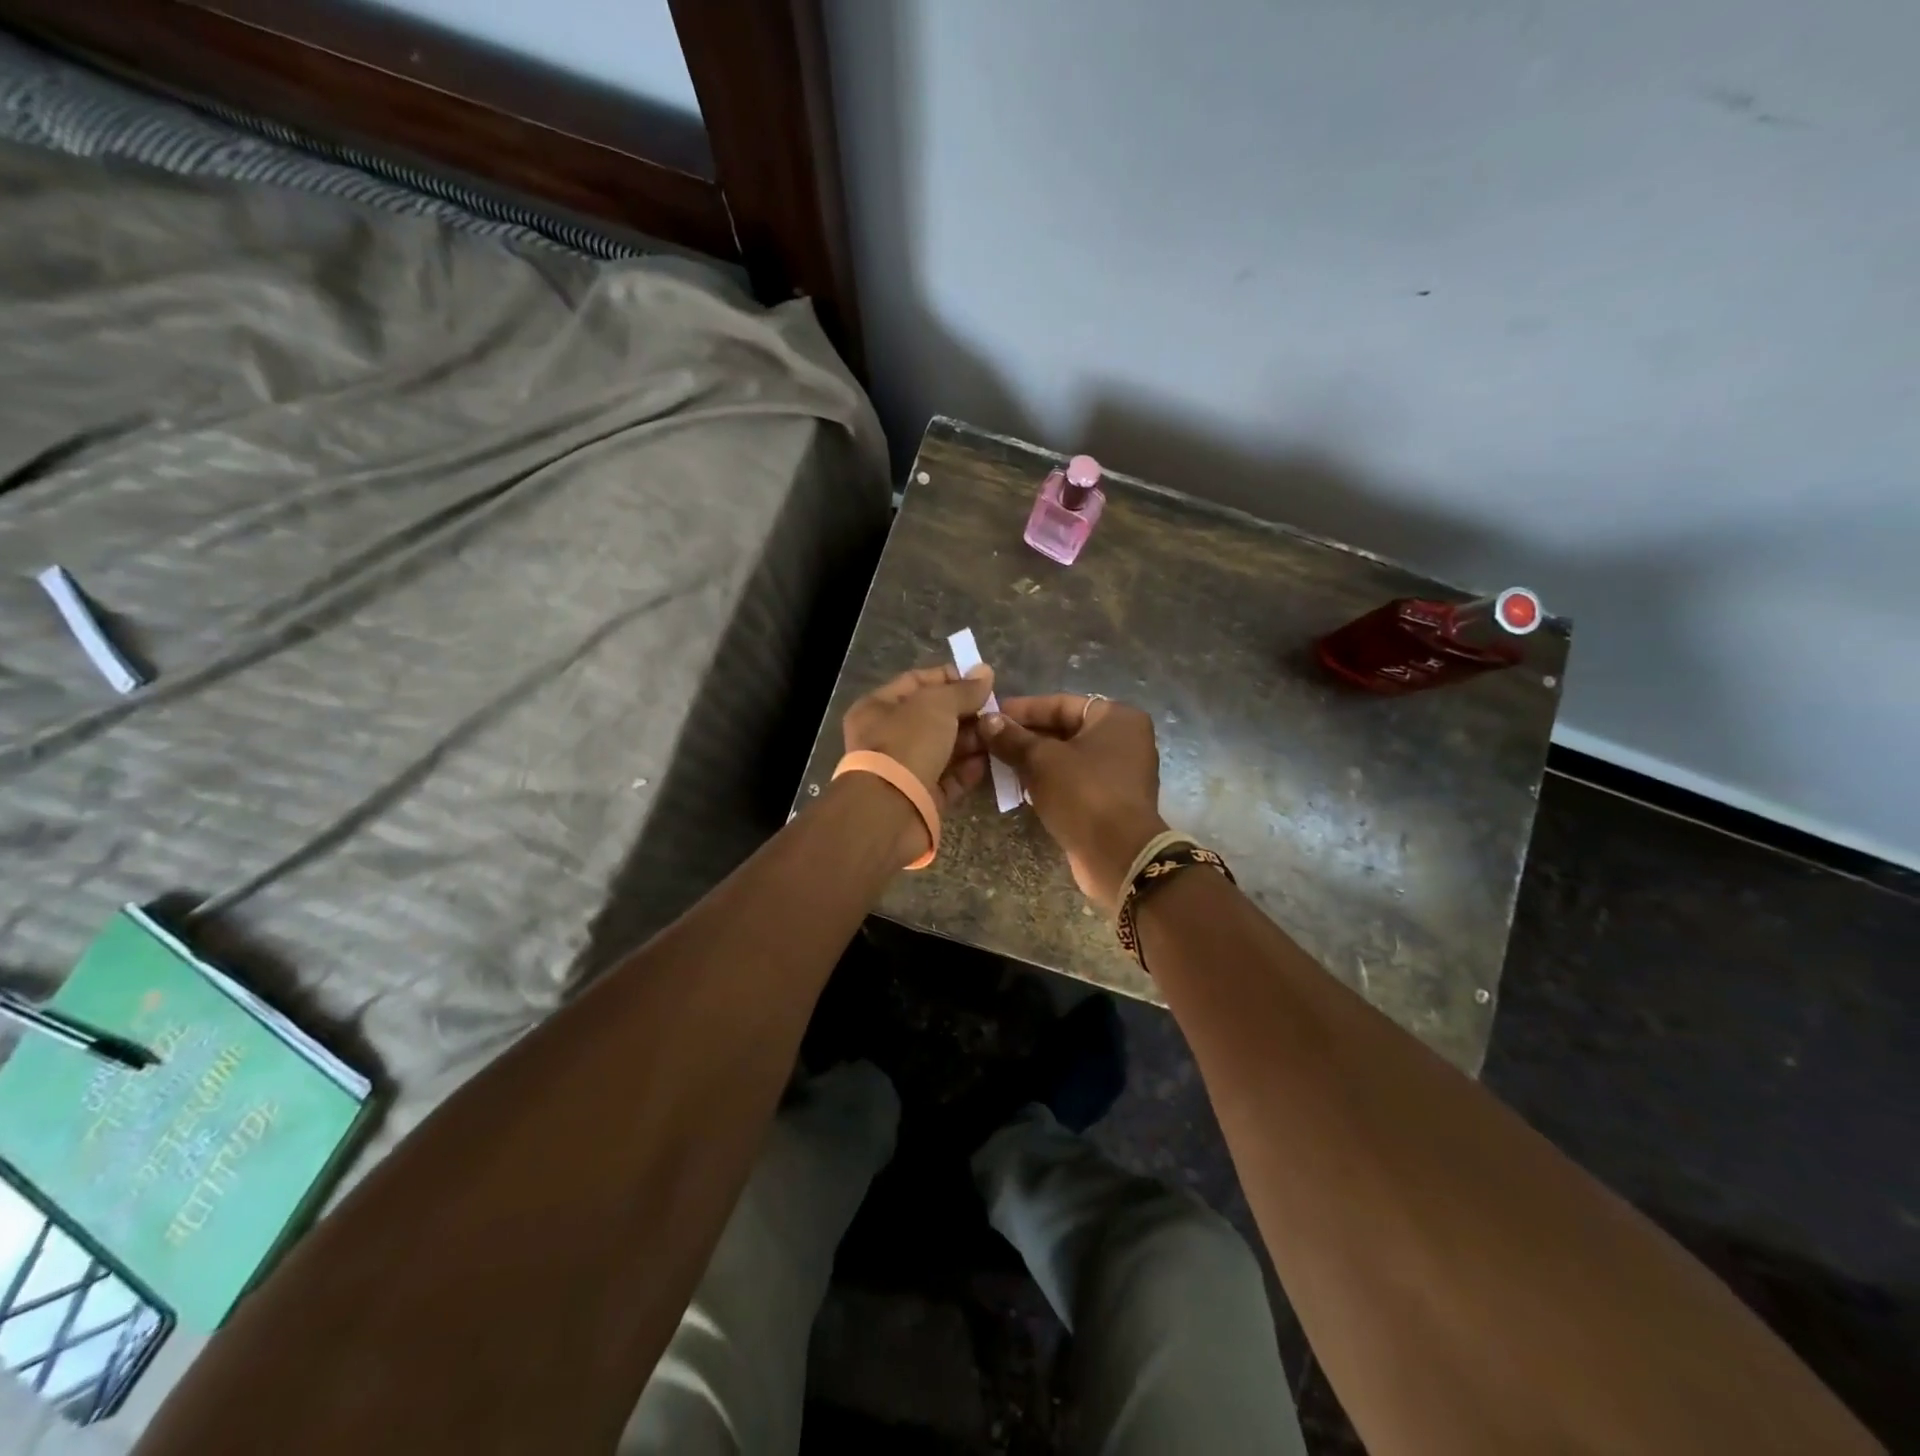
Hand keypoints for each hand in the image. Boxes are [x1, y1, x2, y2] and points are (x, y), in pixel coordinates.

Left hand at [841, 663, 995, 808]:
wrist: (891, 810)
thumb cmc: (907, 744)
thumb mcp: (937, 705)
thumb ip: (963, 689)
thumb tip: (985, 671)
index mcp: (878, 707)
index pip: (916, 682)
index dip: (949, 678)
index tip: (981, 681)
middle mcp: (888, 736)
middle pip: (934, 717)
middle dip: (966, 713)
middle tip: (996, 711)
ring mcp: (905, 769)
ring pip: (945, 748)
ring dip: (972, 741)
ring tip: (999, 734)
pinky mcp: (923, 797)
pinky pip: (950, 778)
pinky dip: (970, 770)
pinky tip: (991, 761)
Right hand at [979, 695, 1168, 913]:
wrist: (1118, 856)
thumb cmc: (1083, 794)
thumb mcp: (1041, 760)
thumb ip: (1012, 738)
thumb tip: (986, 720)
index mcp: (1117, 718)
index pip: (1061, 704)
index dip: (1023, 709)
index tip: (991, 716)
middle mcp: (1124, 739)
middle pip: (1064, 730)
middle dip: (1025, 737)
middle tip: (988, 741)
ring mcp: (1119, 773)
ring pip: (1066, 758)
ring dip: (1032, 761)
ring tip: (996, 763)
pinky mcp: (1109, 801)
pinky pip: (1073, 782)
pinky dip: (1047, 781)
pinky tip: (1018, 787)